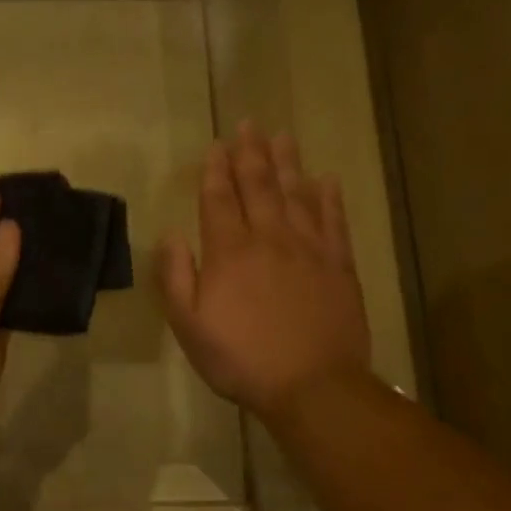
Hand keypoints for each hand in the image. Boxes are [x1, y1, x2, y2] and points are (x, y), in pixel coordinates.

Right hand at [157, 122, 371, 422]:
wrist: (311, 385)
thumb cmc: (240, 358)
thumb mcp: (189, 325)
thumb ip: (176, 277)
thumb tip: (171, 235)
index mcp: (229, 252)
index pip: (218, 199)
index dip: (215, 171)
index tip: (215, 146)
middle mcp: (269, 238)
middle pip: (258, 186)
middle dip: (250, 154)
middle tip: (248, 124)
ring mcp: (309, 249)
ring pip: (296, 194)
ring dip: (286, 163)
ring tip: (281, 136)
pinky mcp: (339, 265)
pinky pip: (333, 220)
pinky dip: (328, 197)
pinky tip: (325, 179)